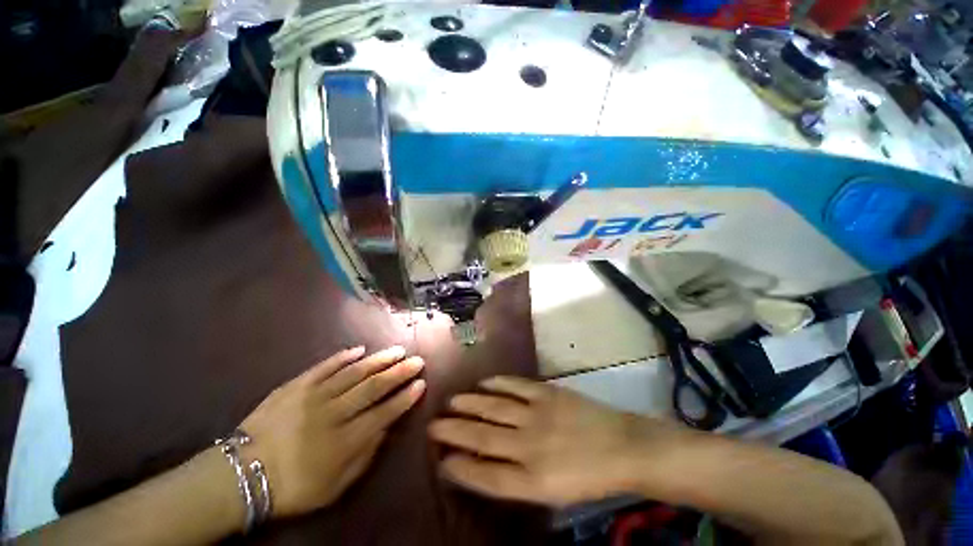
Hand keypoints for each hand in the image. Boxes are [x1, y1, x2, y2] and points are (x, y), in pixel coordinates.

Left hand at [240, 346, 424, 517]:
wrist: (240, 474)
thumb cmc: (292, 486)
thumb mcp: (333, 487)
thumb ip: (364, 457)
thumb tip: (384, 428)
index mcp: (343, 441)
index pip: (383, 413)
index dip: (404, 398)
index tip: (421, 384)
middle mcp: (332, 413)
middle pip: (372, 387)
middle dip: (399, 372)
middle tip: (416, 360)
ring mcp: (312, 395)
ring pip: (353, 372)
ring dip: (378, 360)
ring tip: (397, 350)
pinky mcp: (295, 385)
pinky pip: (323, 367)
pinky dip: (342, 357)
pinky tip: (359, 349)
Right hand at [429, 376, 683, 506]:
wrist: (622, 447)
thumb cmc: (587, 476)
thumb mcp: (551, 493)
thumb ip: (517, 480)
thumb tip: (485, 466)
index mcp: (532, 480)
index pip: (485, 475)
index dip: (460, 468)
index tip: (440, 459)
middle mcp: (529, 446)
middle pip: (482, 438)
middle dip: (453, 431)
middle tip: (432, 424)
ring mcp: (537, 414)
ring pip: (494, 408)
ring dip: (470, 404)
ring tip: (451, 401)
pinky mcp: (547, 393)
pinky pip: (515, 386)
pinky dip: (497, 383)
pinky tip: (483, 382)